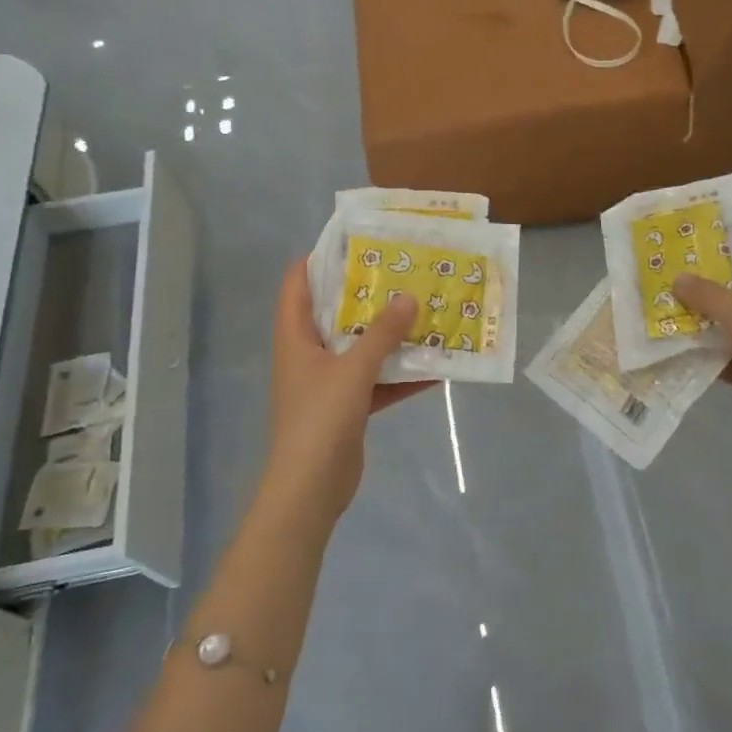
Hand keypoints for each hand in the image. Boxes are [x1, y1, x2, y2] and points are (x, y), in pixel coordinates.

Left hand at [264, 258, 432, 526]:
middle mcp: (309, 353)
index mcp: (296, 336)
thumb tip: (409, 297)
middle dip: (368, 293)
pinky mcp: (347, 407)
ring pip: (360, 347)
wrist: (310, 491)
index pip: (298, 283)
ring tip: (423, 310)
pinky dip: (400, 374)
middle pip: (336, 312)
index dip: (321, 258)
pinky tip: (435, 366)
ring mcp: (328, 382)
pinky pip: (376, 380)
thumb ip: (382, 334)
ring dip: (389, 334)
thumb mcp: (353, 370)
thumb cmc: (320, 420)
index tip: (357, 241)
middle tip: (403, 271)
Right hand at [675, 233, 731, 475]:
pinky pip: (723, 351)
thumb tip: (679, 278)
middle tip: (677, 260)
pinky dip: (702, 346)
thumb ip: (712, 297)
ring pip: (731, 319)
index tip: (714, 227)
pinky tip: (674, 338)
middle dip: (714, 273)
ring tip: (666, 294)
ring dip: (703, 310)